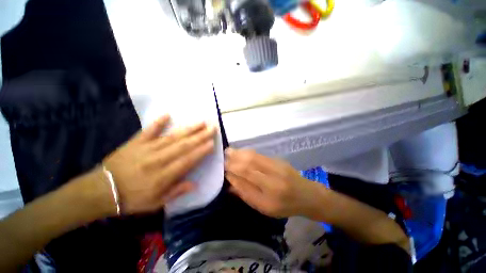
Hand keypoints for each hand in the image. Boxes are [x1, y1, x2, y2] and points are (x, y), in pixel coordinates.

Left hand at [103, 115, 216, 213]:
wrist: (100, 191)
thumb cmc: (131, 199)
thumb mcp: (155, 203)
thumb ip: (176, 192)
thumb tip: (195, 185)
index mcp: (163, 176)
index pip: (187, 160)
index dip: (201, 151)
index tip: (213, 143)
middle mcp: (157, 160)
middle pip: (183, 145)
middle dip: (201, 136)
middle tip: (212, 127)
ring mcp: (146, 149)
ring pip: (172, 137)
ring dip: (188, 129)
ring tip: (201, 122)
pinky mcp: (135, 142)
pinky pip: (148, 131)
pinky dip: (158, 123)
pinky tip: (167, 114)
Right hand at [224, 148, 321, 217]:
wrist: (306, 195)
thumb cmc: (284, 206)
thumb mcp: (264, 208)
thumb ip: (246, 195)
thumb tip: (230, 183)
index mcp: (269, 197)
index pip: (246, 182)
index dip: (233, 175)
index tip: (223, 170)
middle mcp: (273, 180)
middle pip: (249, 167)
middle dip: (234, 161)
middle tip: (223, 158)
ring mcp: (277, 167)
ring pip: (254, 158)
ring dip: (239, 154)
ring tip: (229, 151)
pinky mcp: (278, 160)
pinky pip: (260, 155)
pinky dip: (248, 152)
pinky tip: (241, 151)